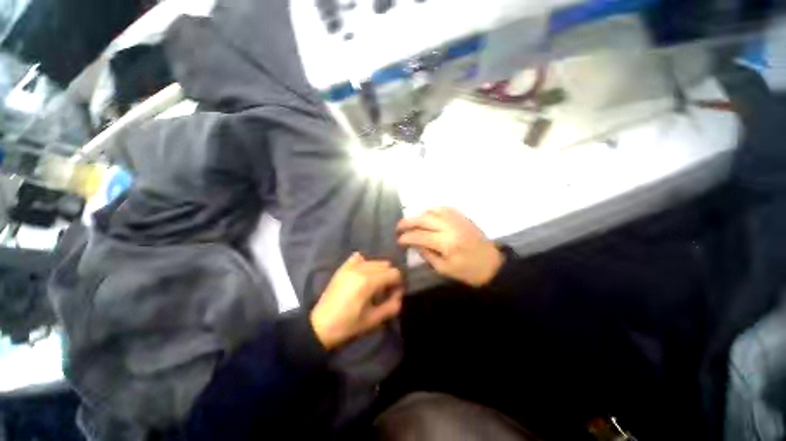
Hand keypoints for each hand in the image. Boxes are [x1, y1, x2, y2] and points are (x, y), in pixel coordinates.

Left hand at [311, 253, 403, 349]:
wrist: (320, 326)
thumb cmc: (349, 325)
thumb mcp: (374, 320)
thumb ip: (392, 305)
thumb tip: (399, 293)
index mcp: (369, 281)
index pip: (394, 273)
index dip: (398, 283)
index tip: (394, 294)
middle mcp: (361, 268)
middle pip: (385, 264)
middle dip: (389, 276)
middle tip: (385, 290)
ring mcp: (351, 266)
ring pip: (374, 261)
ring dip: (379, 270)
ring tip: (374, 285)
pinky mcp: (343, 267)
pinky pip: (359, 257)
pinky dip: (365, 263)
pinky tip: (363, 275)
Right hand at [397, 207, 503, 286]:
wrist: (493, 264)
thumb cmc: (468, 271)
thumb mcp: (444, 269)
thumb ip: (427, 255)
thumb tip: (414, 243)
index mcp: (447, 243)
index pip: (420, 236)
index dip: (406, 237)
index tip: (398, 240)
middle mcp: (450, 227)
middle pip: (423, 219)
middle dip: (408, 222)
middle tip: (399, 227)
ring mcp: (457, 219)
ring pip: (432, 210)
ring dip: (419, 215)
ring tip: (412, 222)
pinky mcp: (462, 216)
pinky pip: (443, 208)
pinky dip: (432, 210)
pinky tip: (427, 215)